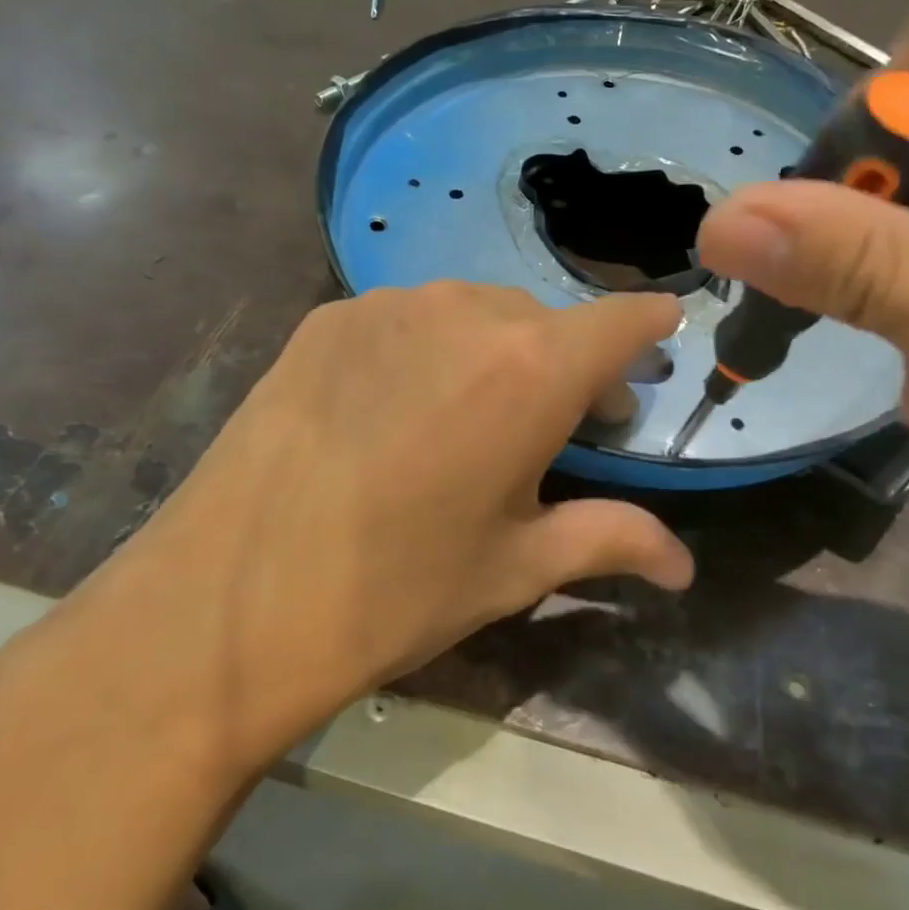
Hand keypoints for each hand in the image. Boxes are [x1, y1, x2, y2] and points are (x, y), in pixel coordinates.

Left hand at [21, 283, 691, 778]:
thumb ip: (611, 540)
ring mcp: (386, 306)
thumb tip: (684, 564)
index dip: (649, 325)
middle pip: (545, 321)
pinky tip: (396, 409)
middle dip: (569, 363)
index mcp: (528, 369)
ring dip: (496, 352)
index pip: (619, 320)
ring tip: (471, 418)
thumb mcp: (514, 569)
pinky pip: (407, 319)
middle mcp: (464, 313)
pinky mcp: (325, 318)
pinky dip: (428, 349)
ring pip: (475, 313)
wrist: (224, 603)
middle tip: (559, 425)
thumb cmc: (394, 592)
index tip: (663, 333)